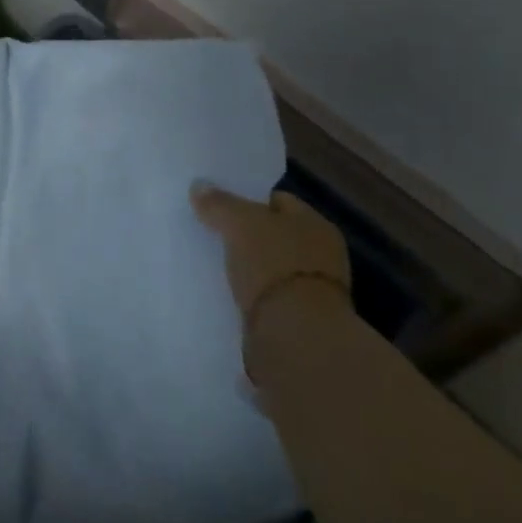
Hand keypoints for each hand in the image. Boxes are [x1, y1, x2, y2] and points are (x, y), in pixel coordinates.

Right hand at [192, 183, 352, 338]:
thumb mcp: (239, 223)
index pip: (278, 201)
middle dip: (246, 235)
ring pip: (270, 267)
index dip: (247, 199)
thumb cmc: (273, 265)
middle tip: (213, 233)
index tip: (219, 205)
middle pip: (274, 235)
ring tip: (215, 265)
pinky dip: (250, 295)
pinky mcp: (301, 322)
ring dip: (248, 268)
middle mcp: (322, 254)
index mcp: (316, 224)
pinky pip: (267, 297)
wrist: (295, 337)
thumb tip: (199, 185)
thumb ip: (219, 203)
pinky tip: (228, 294)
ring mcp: (314, 291)